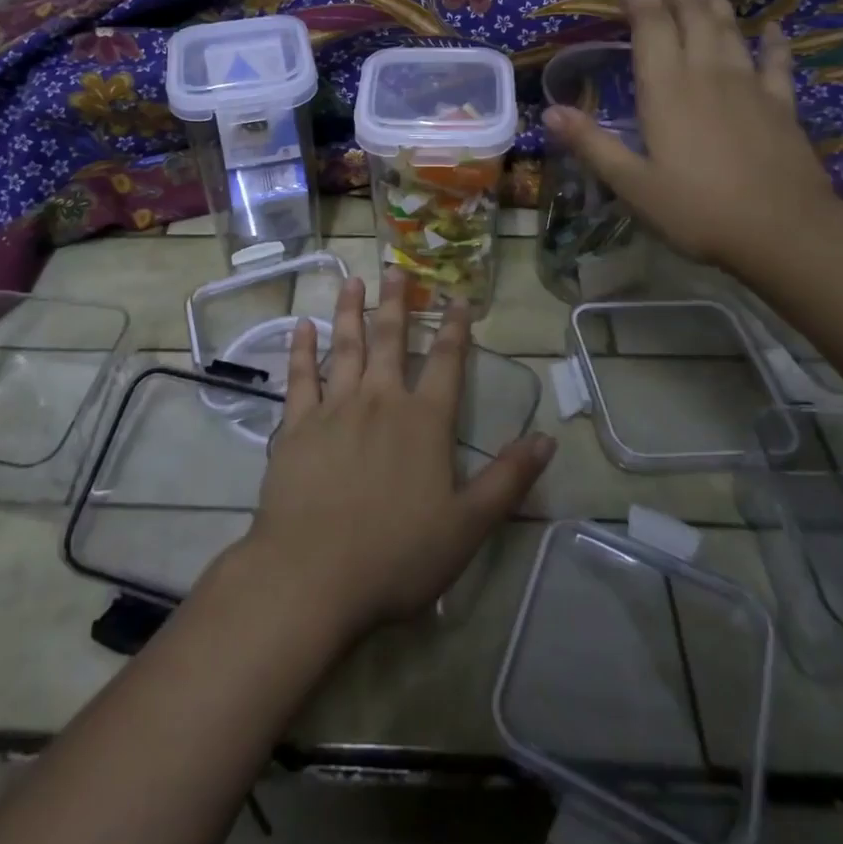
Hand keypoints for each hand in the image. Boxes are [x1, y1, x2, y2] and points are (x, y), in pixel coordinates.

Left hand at [234, 273, 555, 641]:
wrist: (313, 573)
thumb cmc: (398, 555)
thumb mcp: (468, 526)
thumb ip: (508, 480)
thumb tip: (546, 439)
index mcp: (424, 422)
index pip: (448, 363)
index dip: (457, 329)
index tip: (459, 298)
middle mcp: (381, 401)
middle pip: (390, 341)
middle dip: (396, 304)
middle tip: (395, 269)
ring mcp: (334, 408)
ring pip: (345, 346)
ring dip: (350, 311)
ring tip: (353, 280)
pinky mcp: (296, 425)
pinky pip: (301, 376)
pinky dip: (302, 348)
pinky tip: (303, 325)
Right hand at [543, 0, 838, 272]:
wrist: (784, 232)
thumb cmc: (697, 210)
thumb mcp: (631, 184)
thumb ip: (591, 144)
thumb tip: (549, 111)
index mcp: (666, 90)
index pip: (651, 26)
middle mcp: (707, 75)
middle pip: (691, 16)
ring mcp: (748, 86)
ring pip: (729, 28)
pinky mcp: (781, 105)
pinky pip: (776, 62)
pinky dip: (773, 41)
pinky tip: (773, 27)